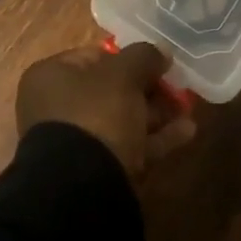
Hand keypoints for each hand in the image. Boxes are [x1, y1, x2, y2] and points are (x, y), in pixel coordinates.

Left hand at [16, 42, 197, 177]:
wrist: (81, 190)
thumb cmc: (95, 115)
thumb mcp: (123, 75)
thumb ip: (144, 57)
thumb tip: (161, 50)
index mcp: (51, 77)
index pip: (93, 56)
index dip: (128, 56)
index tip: (157, 61)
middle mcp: (57, 108)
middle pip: (110, 90)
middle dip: (147, 88)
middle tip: (177, 86)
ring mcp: (76, 143)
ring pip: (122, 120)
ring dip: (156, 113)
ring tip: (189, 107)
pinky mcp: (96, 172)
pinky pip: (129, 147)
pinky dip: (156, 139)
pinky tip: (188, 132)